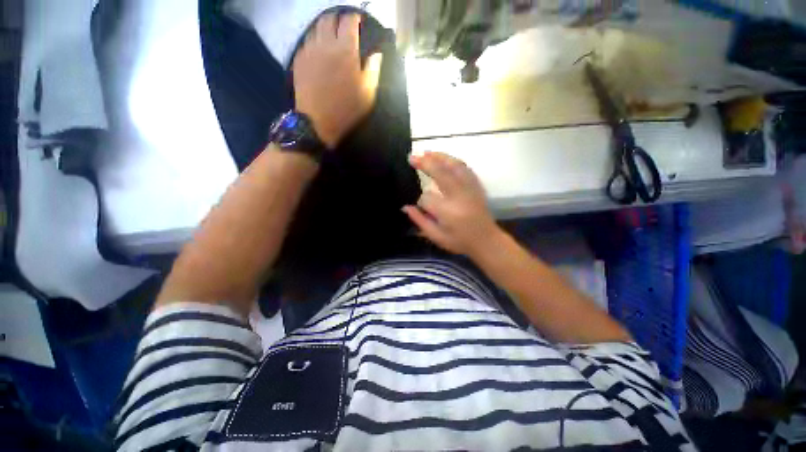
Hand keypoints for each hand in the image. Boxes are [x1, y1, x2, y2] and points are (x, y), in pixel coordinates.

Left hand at [292, 13, 382, 148]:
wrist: (318, 122)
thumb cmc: (347, 109)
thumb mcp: (368, 93)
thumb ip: (373, 69)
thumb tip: (377, 53)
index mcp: (345, 49)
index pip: (349, 21)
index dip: (355, 17)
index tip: (359, 21)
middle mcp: (325, 43)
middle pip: (329, 19)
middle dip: (338, 18)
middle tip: (344, 26)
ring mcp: (309, 50)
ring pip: (315, 28)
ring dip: (325, 28)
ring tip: (331, 37)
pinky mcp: (299, 59)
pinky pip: (307, 41)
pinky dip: (315, 40)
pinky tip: (319, 50)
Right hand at [403, 152, 500, 258]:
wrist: (486, 240)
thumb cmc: (460, 241)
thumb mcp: (436, 237)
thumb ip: (420, 221)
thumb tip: (405, 207)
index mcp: (448, 212)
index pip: (427, 198)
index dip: (421, 201)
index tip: (420, 206)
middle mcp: (459, 196)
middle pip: (441, 174)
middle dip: (425, 164)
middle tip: (412, 157)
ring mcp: (470, 189)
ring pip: (454, 166)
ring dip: (439, 157)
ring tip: (426, 153)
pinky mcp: (476, 186)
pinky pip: (465, 168)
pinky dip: (453, 161)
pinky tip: (444, 158)